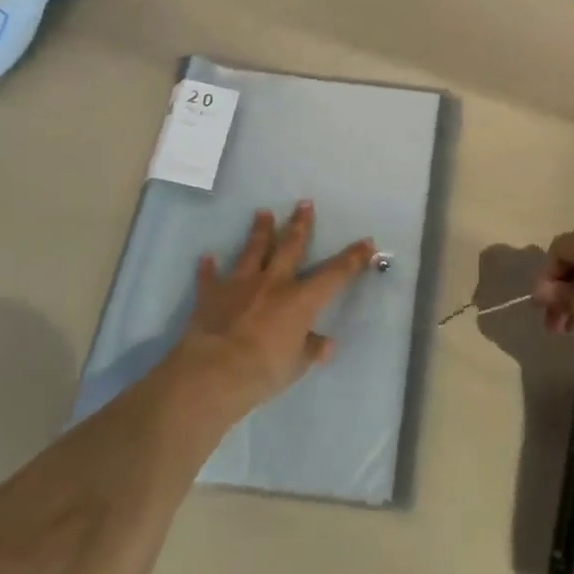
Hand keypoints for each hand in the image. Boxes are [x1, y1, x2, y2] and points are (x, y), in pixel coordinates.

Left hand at [176, 202, 375, 409]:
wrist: (215, 371)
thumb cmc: (265, 369)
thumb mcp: (297, 365)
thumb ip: (311, 350)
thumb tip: (326, 345)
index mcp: (301, 299)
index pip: (334, 274)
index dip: (352, 258)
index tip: (366, 242)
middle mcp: (273, 283)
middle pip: (290, 246)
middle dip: (299, 224)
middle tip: (303, 203)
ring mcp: (241, 285)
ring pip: (253, 251)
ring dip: (259, 231)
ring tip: (262, 212)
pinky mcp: (211, 295)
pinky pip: (210, 278)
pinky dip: (209, 267)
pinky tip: (207, 256)